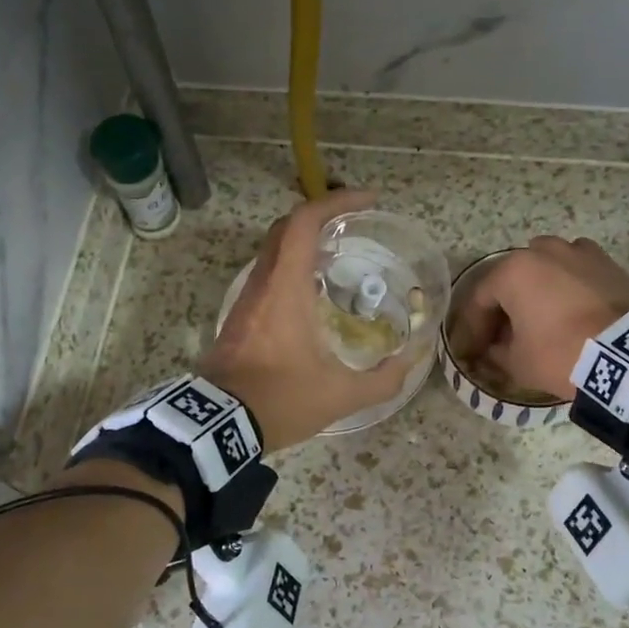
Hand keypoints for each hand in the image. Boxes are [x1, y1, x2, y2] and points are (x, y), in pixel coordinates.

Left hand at [198, 188, 416, 450]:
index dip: (336, 201)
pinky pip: (268, 274)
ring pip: (274, 251)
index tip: (367, 201)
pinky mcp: (239, 317)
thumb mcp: (340, 395)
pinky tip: (314, 293)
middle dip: (321, 216)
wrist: (218, 426)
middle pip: (286, 228)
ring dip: (305, 243)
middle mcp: (263, 283)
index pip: (304, 222)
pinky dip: (293, 267)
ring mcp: (246, 299)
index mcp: (285, 288)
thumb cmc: (279, 400)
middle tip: (354, 225)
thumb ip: (383, 380)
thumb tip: (410, 363)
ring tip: (339, 257)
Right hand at [451, 236, 628, 399]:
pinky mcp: (608, 263)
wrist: (628, 355)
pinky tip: (572, 308)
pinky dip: (569, 285)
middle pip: (513, 277)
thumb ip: (497, 352)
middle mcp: (542, 251)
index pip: (481, 298)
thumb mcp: (518, 363)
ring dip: (538, 288)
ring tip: (541, 317)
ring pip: (546, 266)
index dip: (474, 326)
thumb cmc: (561, 354)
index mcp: (512, 271)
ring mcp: (578, 252)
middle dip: (505, 304)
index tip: (475, 349)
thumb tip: (494, 348)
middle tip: (505, 333)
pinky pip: (577, 270)